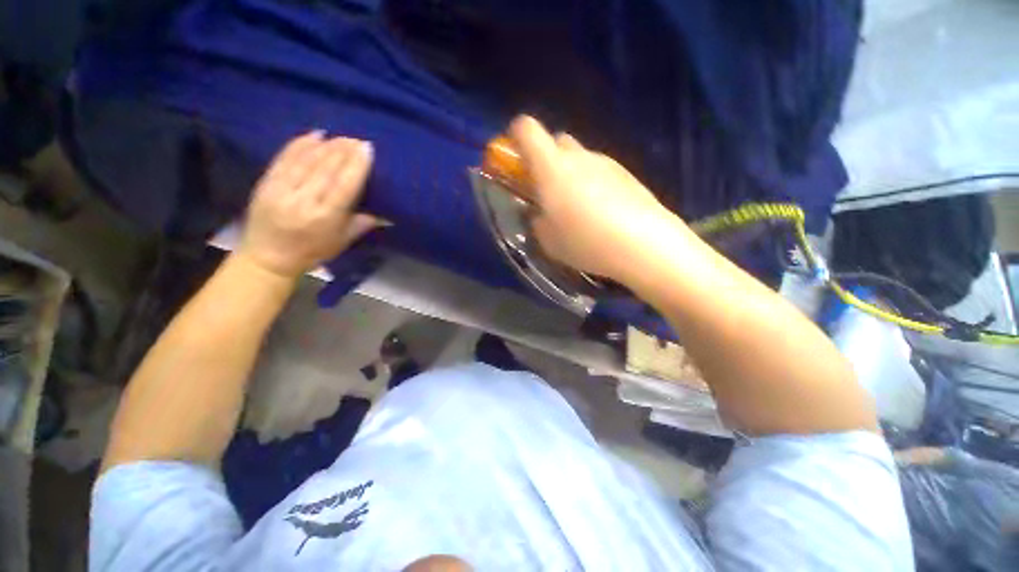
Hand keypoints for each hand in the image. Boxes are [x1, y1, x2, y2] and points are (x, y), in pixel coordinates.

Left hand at [240, 131, 381, 277]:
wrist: (268, 257)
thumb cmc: (312, 252)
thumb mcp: (342, 242)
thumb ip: (362, 224)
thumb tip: (386, 214)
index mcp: (325, 218)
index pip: (344, 186)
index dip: (356, 166)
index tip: (367, 149)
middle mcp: (303, 201)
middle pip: (326, 169)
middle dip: (343, 151)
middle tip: (357, 140)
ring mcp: (282, 190)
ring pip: (307, 160)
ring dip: (326, 145)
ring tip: (341, 137)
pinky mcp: (266, 183)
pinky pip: (285, 158)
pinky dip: (300, 144)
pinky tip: (315, 135)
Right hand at [508, 116, 680, 283]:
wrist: (642, 243)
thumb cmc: (585, 242)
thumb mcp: (548, 240)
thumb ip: (536, 220)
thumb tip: (539, 212)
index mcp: (552, 167)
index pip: (526, 129)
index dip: (515, 136)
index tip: (515, 159)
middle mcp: (578, 156)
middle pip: (556, 140)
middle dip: (546, 158)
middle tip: (547, 190)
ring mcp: (605, 162)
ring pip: (580, 157)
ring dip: (571, 174)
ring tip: (577, 208)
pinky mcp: (626, 173)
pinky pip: (599, 171)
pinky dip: (592, 183)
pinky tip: (600, 212)